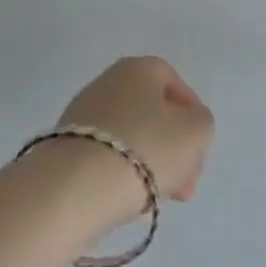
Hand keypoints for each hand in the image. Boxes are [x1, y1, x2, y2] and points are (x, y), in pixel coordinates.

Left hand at [56, 57, 214, 218]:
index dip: (192, 116)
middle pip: (152, 114)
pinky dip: (121, 173)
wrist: (74, 188)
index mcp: (139, 68)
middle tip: (184, 185)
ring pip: (131, 137)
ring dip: (150, 164)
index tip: (198, 149)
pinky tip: (127, 198)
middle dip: (173, 149)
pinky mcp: (64, 145)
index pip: (175, 84)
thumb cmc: (145, 149)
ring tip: (158, 198)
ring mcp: (82, 114)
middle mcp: (108, 81)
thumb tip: (186, 125)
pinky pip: (105, 155)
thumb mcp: (196, 133)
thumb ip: (201, 123)